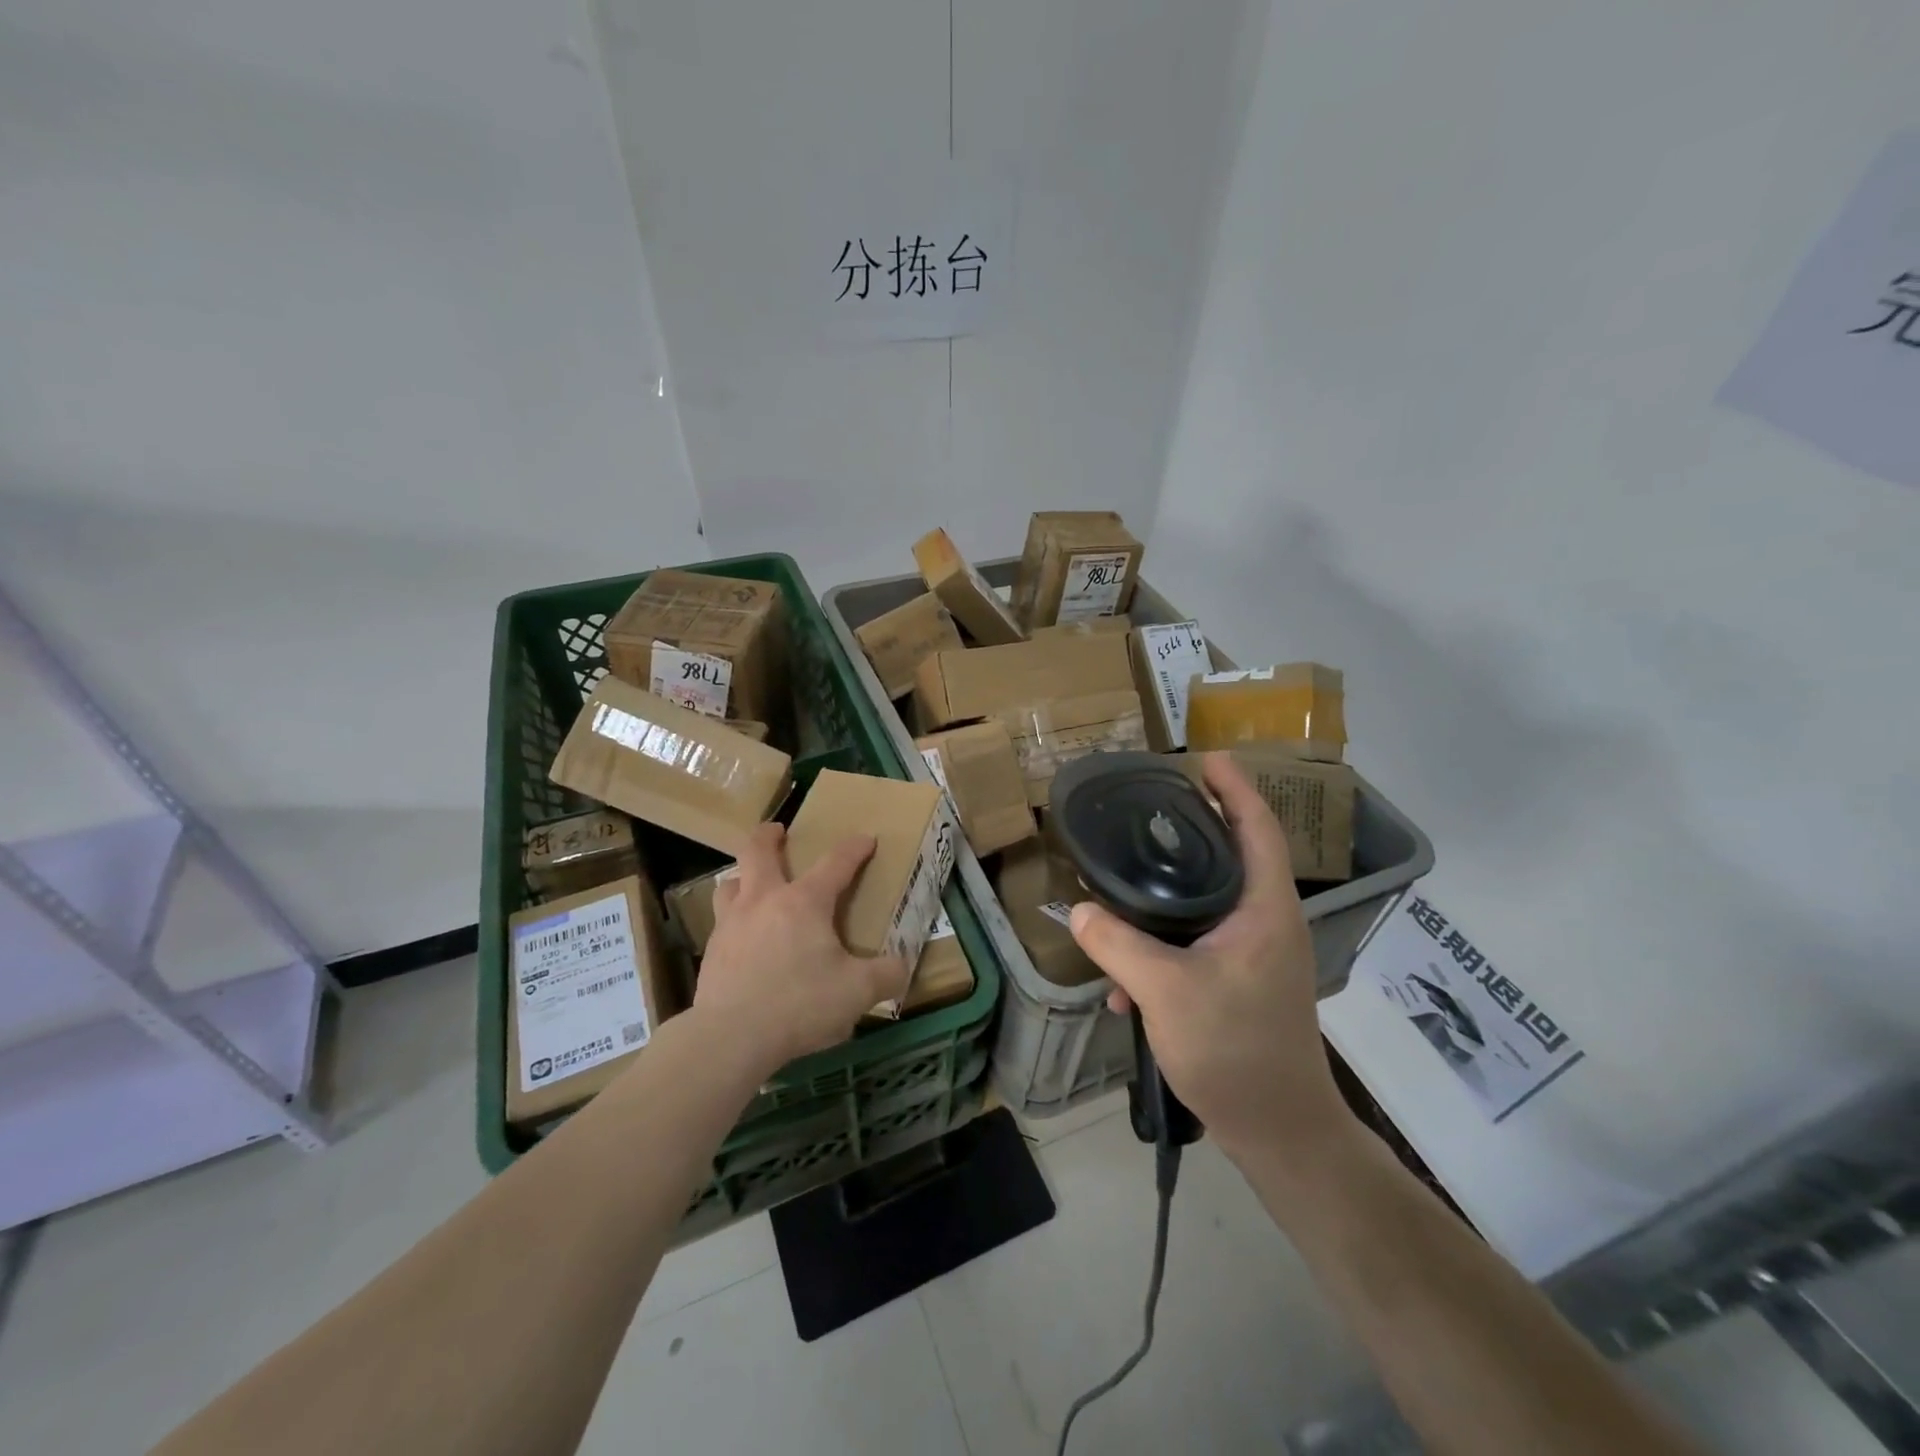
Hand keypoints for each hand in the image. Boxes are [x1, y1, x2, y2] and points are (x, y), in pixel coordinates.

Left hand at [694, 823, 908, 1074]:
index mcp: (804, 902)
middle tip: (778, 831)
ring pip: (730, 883)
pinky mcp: (712, 952)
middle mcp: (764, 901)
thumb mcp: (858, 992)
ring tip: (753, 883)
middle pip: (758, 851)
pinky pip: (722, 922)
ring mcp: (732, 924)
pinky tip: (744, 938)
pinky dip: (734, 918)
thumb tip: (902, 967)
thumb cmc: (800, 1004)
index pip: (836, 863)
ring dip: (743, 876)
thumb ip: (886, 975)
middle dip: (769, 835)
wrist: (731, 1038)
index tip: (866, 840)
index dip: (854, 848)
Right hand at [1068, 753, 1350, 1159]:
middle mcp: (1267, 923)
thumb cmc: (1235, 1051)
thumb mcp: (1166, 991)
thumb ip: (1118, 945)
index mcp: (1265, 909)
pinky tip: (1125, 982)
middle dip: (1196, 827)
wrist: (1278, 1131)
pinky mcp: (1241, 981)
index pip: (1258, 828)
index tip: (1206, 757)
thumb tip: (1078, 911)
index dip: (1236, 787)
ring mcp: (1256, 954)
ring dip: (1170, 894)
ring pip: (1211, 901)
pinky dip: (1164, 946)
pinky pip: (1198, 942)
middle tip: (1152, 806)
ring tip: (1126, 883)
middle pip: (1233, 856)